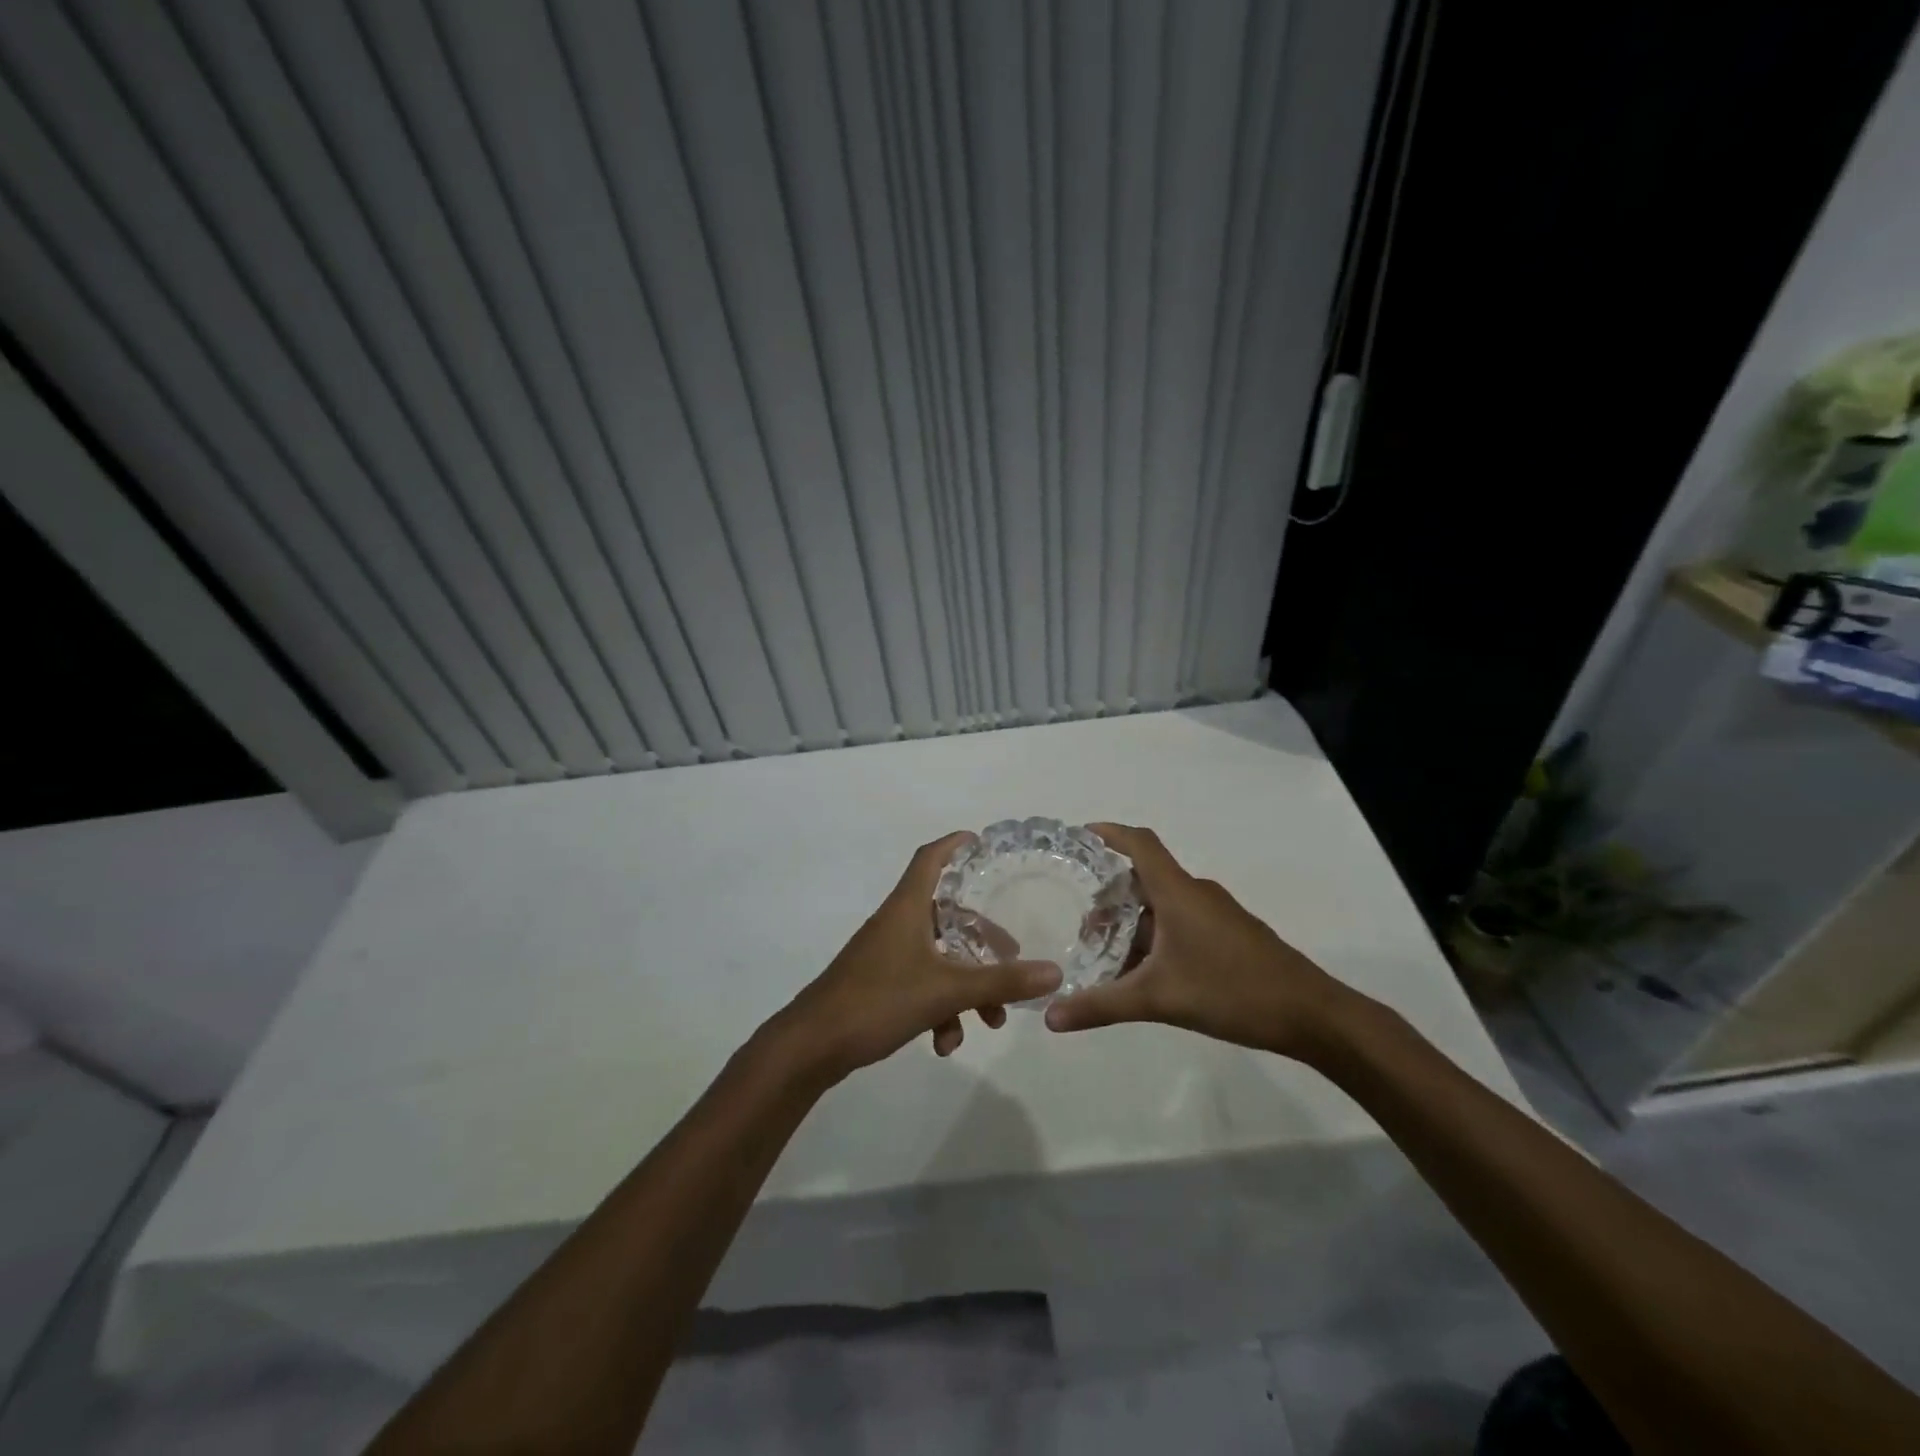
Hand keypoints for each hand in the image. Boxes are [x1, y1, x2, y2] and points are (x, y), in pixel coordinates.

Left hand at [770, 832, 1061, 1084]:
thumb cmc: (877, 1001)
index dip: (954, 845)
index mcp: (907, 909)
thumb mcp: (946, 991)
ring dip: (966, 986)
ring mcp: (885, 955)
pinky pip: (920, 984)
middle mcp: (896, 924)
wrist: (811, 1046)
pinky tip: (945, 1043)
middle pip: (947, 915)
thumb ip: (1000, 982)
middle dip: (982, 941)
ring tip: (990, 1021)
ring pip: (939, 957)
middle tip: (1012, 958)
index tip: (981, 842)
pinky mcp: (878, 984)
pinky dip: (939, 1008)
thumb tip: (1054, 973)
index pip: (930, 858)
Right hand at [1042, 823, 1355, 1060]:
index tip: (1077, 836)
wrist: (1311, 1015)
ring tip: (1103, 948)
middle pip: (1145, 875)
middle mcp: (1195, 893)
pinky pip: (1180, 921)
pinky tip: (1142, 969)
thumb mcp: (1159, 999)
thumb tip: (1051, 1016)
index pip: (1140, 843)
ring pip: (1163, 903)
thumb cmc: (1232, 991)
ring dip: (1132, 919)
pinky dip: (1154, 935)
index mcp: (1178, 892)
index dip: (1109, 833)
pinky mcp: (1228, 935)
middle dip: (1110, 892)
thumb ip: (1102, 1005)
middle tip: (1079, 917)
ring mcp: (1215, 914)